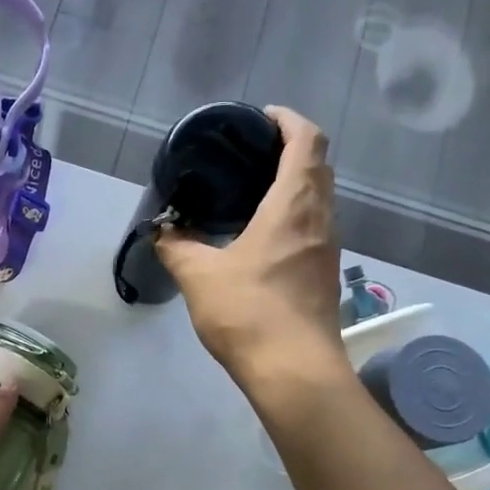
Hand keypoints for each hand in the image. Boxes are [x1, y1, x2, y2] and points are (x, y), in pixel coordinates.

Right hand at [155, 106, 348, 384]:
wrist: (294, 372)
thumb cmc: (249, 313)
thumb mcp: (200, 276)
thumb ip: (177, 247)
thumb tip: (162, 232)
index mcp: (294, 205)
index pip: (307, 140)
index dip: (288, 120)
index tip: (260, 118)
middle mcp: (321, 219)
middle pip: (318, 166)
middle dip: (290, 149)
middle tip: (248, 155)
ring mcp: (328, 249)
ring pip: (319, 199)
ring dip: (294, 185)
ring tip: (251, 192)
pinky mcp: (324, 275)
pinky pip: (313, 227)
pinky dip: (293, 215)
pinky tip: (261, 236)